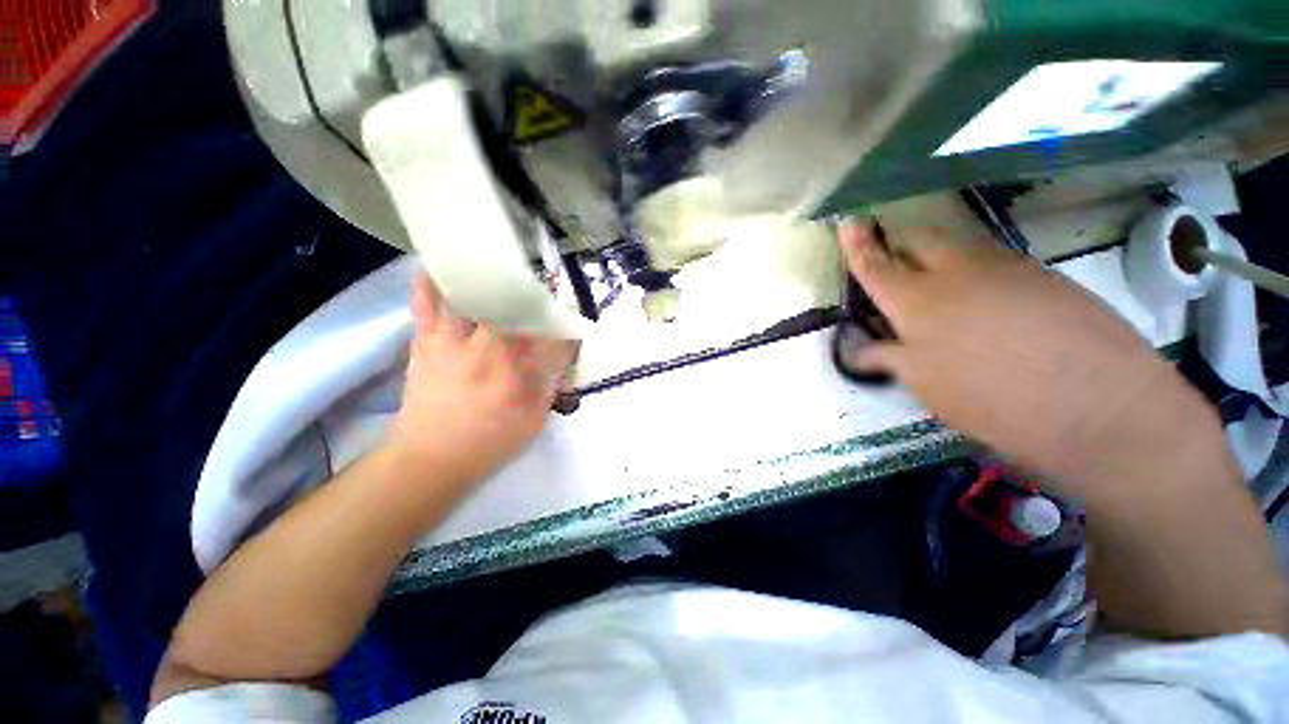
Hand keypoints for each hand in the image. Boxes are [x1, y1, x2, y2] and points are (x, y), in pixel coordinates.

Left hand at [386, 273, 577, 489]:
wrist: (428, 459)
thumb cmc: (487, 443)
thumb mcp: (532, 421)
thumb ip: (550, 385)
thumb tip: (561, 357)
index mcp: (516, 373)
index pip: (548, 335)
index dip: (562, 319)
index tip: (569, 313)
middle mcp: (487, 349)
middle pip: (512, 306)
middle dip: (530, 291)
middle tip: (539, 283)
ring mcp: (452, 342)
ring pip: (471, 297)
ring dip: (487, 279)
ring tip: (497, 263)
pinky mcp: (426, 342)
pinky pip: (425, 304)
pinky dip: (429, 282)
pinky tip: (437, 266)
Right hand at [837, 222, 1234, 498]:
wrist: (1100, 405)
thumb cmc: (992, 399)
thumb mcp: (924, 385)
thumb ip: (887, 358)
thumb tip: (859, 349)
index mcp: (917, 300)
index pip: (876, 265)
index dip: (857, 244)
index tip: (847, 220)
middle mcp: (957, 272)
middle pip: (920, 239)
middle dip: (900, 241)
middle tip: (892, 256)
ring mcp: (1006, 268)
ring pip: (960, 245)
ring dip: (939, 254)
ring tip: (936, 280)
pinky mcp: (1044, 277)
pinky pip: (996, 260)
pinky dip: (977, 270)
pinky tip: (986, 300)